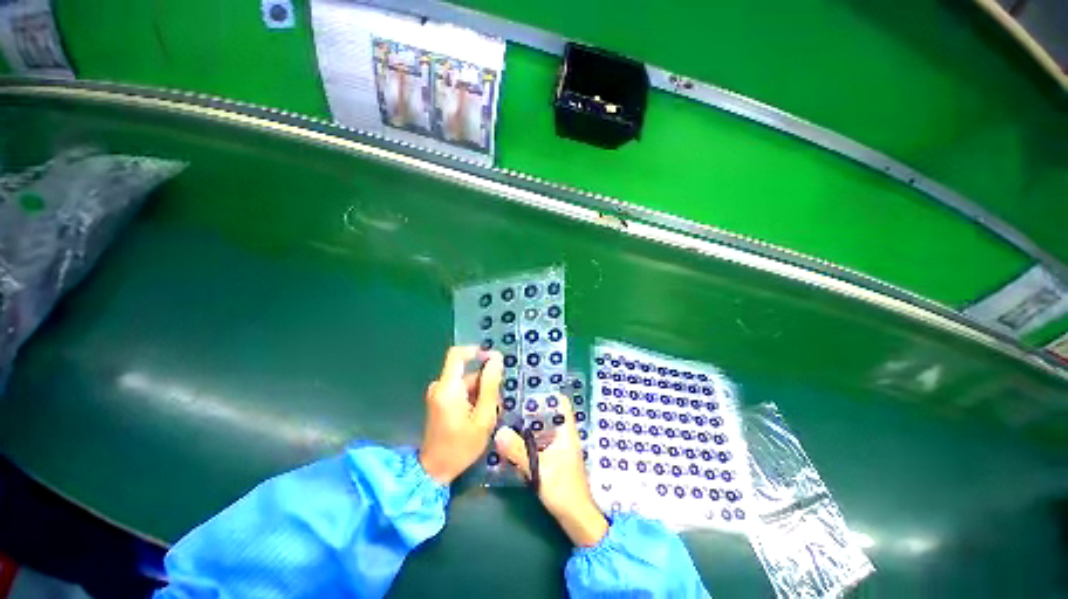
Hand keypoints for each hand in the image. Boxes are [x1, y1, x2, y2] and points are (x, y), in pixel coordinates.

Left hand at [419, 346, 502, 484]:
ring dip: (481, 394)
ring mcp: (438, 394)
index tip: (495, 361)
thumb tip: (496, 359)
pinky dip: (473, 399)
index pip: (457, 354)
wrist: (434, 471)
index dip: (477, 352)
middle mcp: (440, 386)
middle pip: (467, 373)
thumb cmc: (461, 447)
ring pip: (467, 383)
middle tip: (497, 405)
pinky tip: (479, 417)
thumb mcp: (483, 417)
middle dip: (486, 384)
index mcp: (448, 388)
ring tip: (489, 415)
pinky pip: (461, 391)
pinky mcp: (440, 401)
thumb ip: (490, 386)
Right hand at [494, 394, 608, 547]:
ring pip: (543, 428)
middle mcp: (564, 436)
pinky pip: (540, 442)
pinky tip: (514, 441)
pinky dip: (529, 439)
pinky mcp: (553, 459)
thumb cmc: (563, 490)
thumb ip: (519, 451)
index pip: (561, 403)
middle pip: (549, 414)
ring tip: (509, 418)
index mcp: (566, 432)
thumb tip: (499, 432)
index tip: (527, 391)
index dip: (547, 395)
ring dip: (529, 425)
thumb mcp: (538, 469)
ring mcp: (559, 448)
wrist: (576, 518)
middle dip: (531, 409)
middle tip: (511, 404)